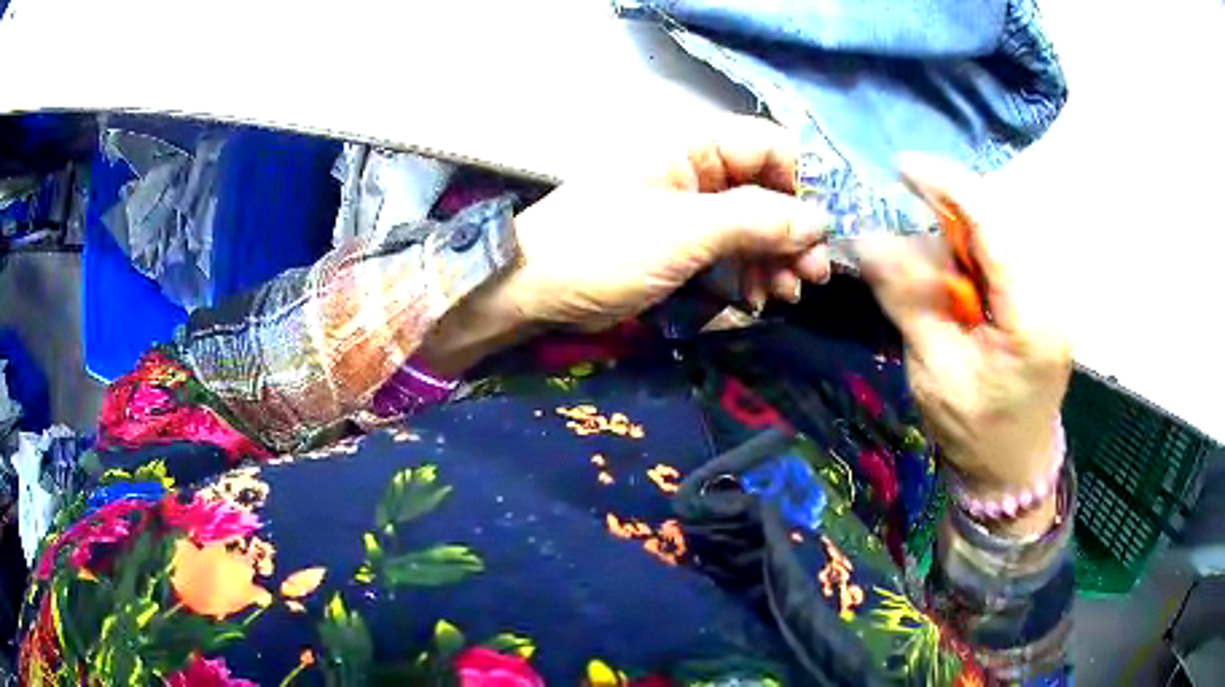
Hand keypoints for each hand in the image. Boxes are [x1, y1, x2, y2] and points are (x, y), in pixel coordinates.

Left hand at [498, 116, 831, 331]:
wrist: (536, 288)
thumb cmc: (604, 247)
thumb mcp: (684, 231)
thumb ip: (756, 221)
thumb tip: (819, 221)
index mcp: (693, 147)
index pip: (769, 147)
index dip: (803, 184)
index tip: (823, 230)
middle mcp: (697, 170)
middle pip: (768, 190)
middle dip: (794, 232)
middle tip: (814, 275)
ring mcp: (691, 208)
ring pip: (754, 224)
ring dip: (777, 257)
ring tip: (789, 293)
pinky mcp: (683, 243)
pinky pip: (732, 249)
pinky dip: (751, 272)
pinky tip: (760, 298)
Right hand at [859, 155, 1071, 535]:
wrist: (1014, 471)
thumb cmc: (976, 435)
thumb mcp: (935, 373)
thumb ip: (909, 301)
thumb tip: (869, 241)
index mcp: (1030, 318)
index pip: (994, 227)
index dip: (949, 186)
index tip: (902, 167)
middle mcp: (1050, 295)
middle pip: (997, 224)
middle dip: (947, 219)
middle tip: (906, 242)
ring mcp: (1050, 296)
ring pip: (998, 237)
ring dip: (956, 243)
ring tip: (927, 282)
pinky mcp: (1040, 300)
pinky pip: (1002, 258)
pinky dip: (970, 260)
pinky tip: (953, 289)